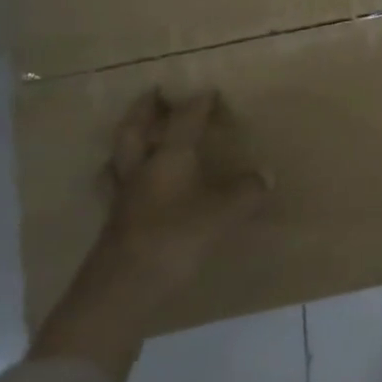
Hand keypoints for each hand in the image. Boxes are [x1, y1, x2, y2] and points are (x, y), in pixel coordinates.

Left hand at [98, 87, 266, 294]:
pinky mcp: (114, 225)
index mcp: (168, 158)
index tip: (208, 91)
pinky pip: (116, 189)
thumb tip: (267, 174)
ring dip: (125, 144)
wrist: (122, 290)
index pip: (184, 121)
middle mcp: (141, 171)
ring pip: (117, 160)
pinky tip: (131, 188)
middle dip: (143, 111)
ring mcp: (122, 199)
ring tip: (132, 137)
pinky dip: (123, 179)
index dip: (197, 104)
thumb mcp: (223, 213)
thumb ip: (246, 192)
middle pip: (135, 132)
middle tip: (151, 94)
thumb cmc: (176, 238)